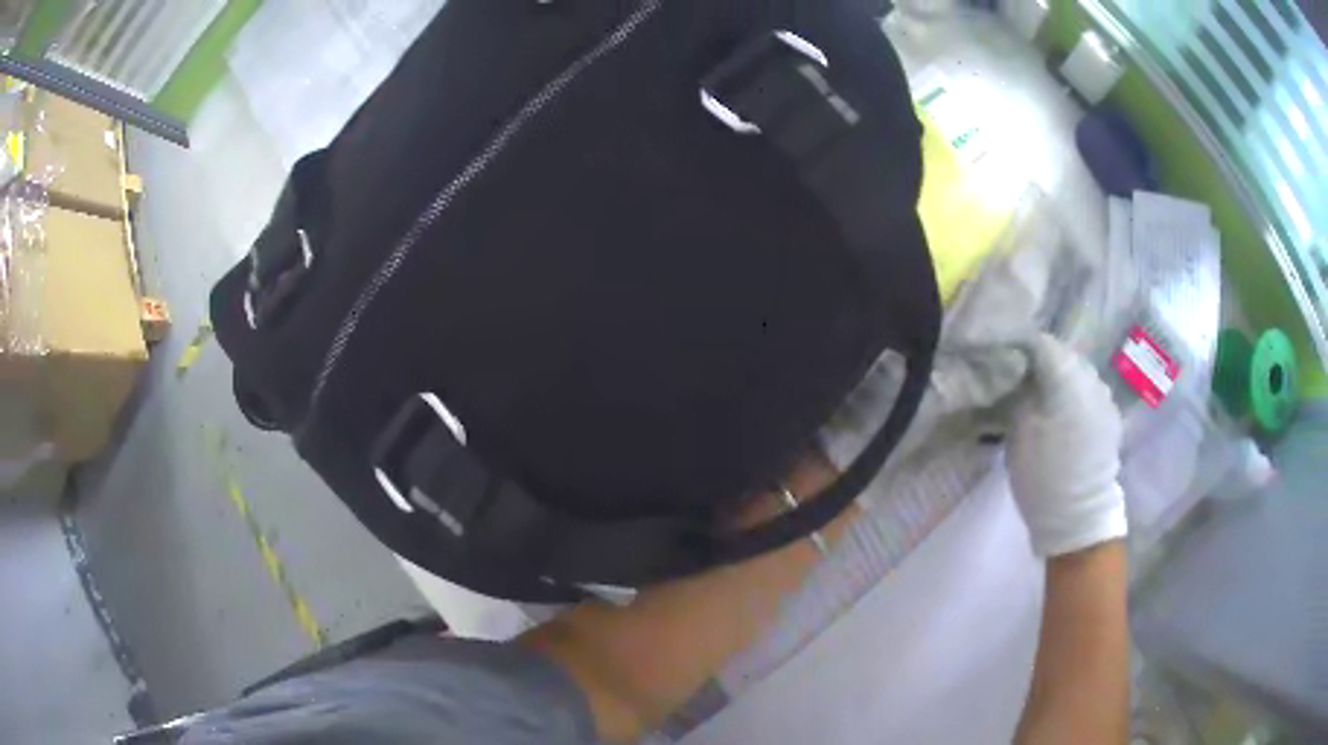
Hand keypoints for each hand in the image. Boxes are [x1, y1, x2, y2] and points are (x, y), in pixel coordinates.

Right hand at [1006, 335, 1126, 557]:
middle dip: (1043, 363)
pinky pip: (1091, 393)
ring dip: (1062, 380)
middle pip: (1064, 355)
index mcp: (1067, 378)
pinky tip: (1066, 417)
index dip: (1022, 347)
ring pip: (1079, 373)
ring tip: (1046, 400)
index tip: (1006, 360)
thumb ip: (1020, 392)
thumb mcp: (1017, 431)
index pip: (1042, 343)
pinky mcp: (1111, 417)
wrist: (1077, 517)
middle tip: (1022, 380)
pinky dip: (1077, 397)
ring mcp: (1105, 398)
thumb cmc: (1042, 475)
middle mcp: (1091, 379)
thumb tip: (1019, 371)